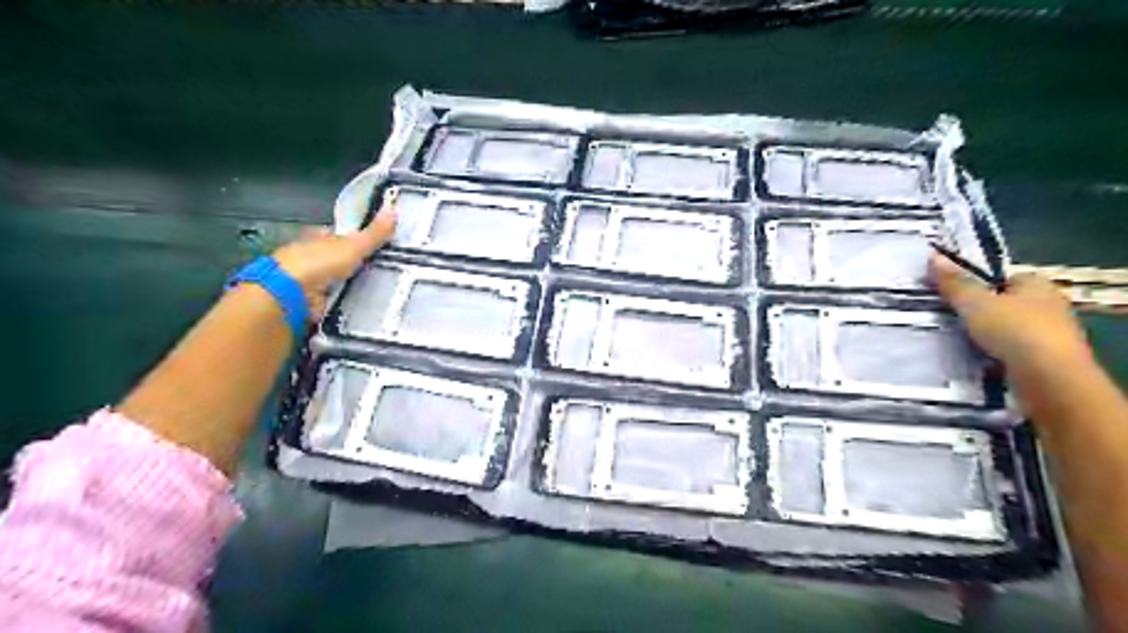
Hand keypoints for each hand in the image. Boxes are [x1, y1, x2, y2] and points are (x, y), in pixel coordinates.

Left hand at [272, 206, 396, 317]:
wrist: (293, 293)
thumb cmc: (320, 262)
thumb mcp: (354, 245)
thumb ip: (374, 233)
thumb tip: (394, 211)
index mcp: (317, 237)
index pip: (338, 235)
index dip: (356, 239)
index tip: (376, 246)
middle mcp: (312, 257)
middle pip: (339, 259)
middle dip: (357, 264)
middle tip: (385, 270)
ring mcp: (311, 280)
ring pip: (339, 280)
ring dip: (354, 285)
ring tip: (382, 290)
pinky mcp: (313, 301)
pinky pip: (337, 299)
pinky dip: (348, 301)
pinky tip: (366, 304)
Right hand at [925, 252, 1091, 379]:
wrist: (1048, 377)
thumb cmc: (1013, 330)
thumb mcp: (974, 302)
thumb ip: (954, 283)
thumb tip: (933, 256)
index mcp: (1037, 284)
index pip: (1005, 278)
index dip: (980, 284)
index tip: (955, 295)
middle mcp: (1049, 305)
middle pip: (1006, 303)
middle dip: (982, 310)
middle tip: (950, 317)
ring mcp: (1050, 334)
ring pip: (1008, 328)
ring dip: (987, 334)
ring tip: (956, 339)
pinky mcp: (1045, 360)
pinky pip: (1011, 351)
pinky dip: (995, 353)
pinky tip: (975, 358)